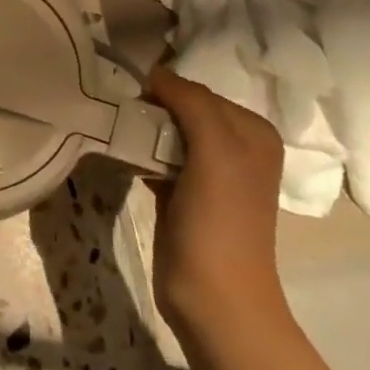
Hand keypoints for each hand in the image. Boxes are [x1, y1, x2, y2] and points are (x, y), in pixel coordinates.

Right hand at [144, 67, 286, 331]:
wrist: (214, 296)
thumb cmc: (218, 220)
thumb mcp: (216, 150)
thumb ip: (192, 103)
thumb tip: (155, 73)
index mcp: (252, 131)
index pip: (197, 90)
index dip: (163, 90)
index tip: (128, 98)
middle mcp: (237, 146)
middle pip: (182, 110)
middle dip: (152, 110)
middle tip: (118, 116)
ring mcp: (211, 172)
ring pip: (167, 133)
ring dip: (142, 132)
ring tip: (117, 134)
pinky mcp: (186, 193)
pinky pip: (159, 158)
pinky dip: (140, 155)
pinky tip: (125, 160)